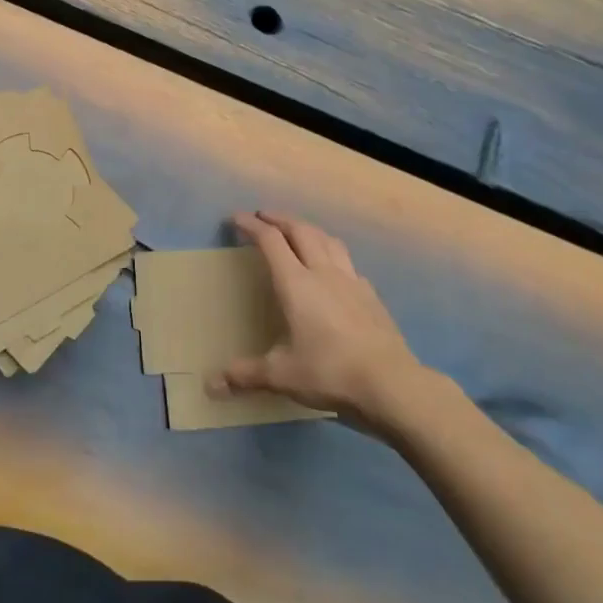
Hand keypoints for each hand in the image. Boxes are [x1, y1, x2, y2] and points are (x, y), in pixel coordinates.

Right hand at [212, 211, 434, 424]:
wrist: (391, 384)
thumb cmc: (330, 373)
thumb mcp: (282, 376)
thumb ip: (246, 375)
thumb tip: (211, 385)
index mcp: (296, 284)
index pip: (271, 241)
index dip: (251, 225)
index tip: (236, 218)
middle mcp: (323, 273)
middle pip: (301, 230)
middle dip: (280, 219)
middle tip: (264, 216)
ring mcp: (351, 282)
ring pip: (328, 240)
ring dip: (309, 229)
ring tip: (298, 231)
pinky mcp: (372, 296)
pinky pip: (349, 264)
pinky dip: (334, 255)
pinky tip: (334, 270)